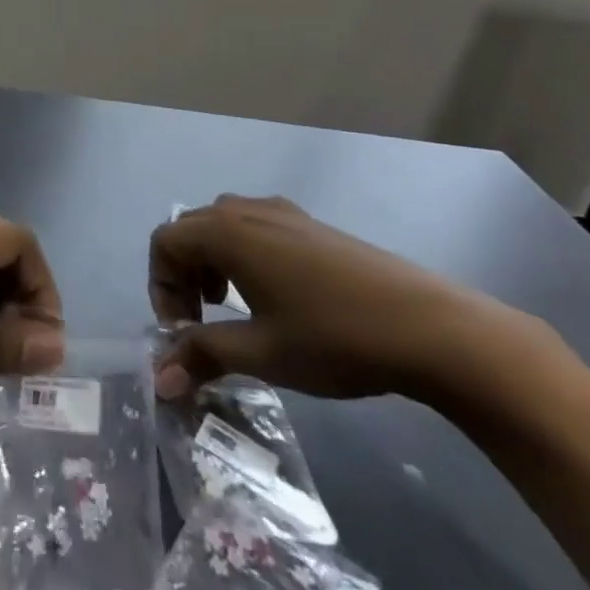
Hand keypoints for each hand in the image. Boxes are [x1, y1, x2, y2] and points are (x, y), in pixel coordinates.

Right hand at [150, 195, 526, 402]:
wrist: (429, 326)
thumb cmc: (333, 337)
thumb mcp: (261, 353)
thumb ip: (203, 355)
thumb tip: (159, 380)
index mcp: (225, 232)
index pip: (164, 242)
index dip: (160, 286)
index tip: (182, 331)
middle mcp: (245, 209)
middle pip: (190, 230)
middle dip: (183, 276)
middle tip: (200, 323)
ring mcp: (281, 211)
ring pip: (222, 226)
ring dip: (211, 263)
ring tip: (233, 308)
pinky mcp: (309, 223)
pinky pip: (254, 228)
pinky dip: (242, 255)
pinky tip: (274, 297)